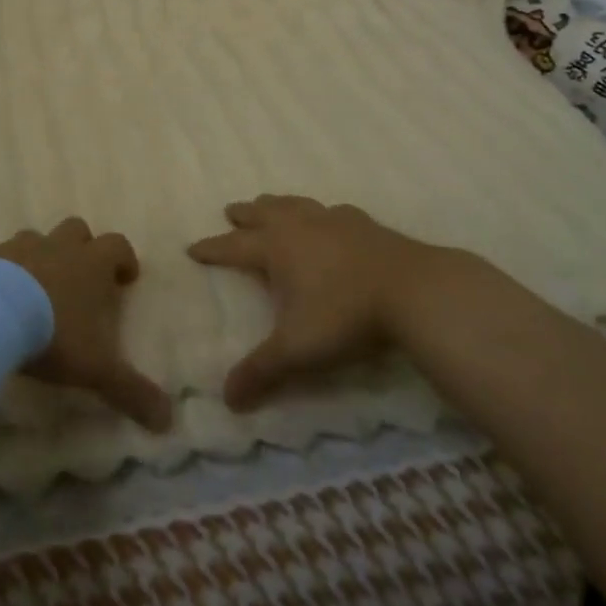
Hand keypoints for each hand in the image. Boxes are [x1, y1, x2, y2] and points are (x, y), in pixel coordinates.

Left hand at [0, 218, 173, 432]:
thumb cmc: (53, 334)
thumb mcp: (97, 368)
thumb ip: (131, 390)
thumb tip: (167, 420)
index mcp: (91, 263)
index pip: (118, 245)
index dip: (124, 259)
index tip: (125, 279)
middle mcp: (58, 246)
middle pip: (77, 230)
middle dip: (82, 248)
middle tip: (80, 279)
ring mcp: (20, 247)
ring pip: (37, 238)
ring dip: (42, 256)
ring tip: (36, 288)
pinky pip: (0, 256)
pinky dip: (4, 270)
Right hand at [189, 195, 471, 410]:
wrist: (412, 290)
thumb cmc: (345, 316)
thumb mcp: (297, 350)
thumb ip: (261, 372)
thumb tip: (226, 401)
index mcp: (275, 248)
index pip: (233, 246)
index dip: (212, 249)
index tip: (192, 247)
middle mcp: (299, 226)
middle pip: (263, 213)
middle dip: (244, 214)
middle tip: (230, 210)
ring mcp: (333, 221)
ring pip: (296, 205)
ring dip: (278, 205)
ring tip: (270, 205)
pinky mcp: (364, 224)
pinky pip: (333, 212)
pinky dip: (321, 214)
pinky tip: (329, 218)